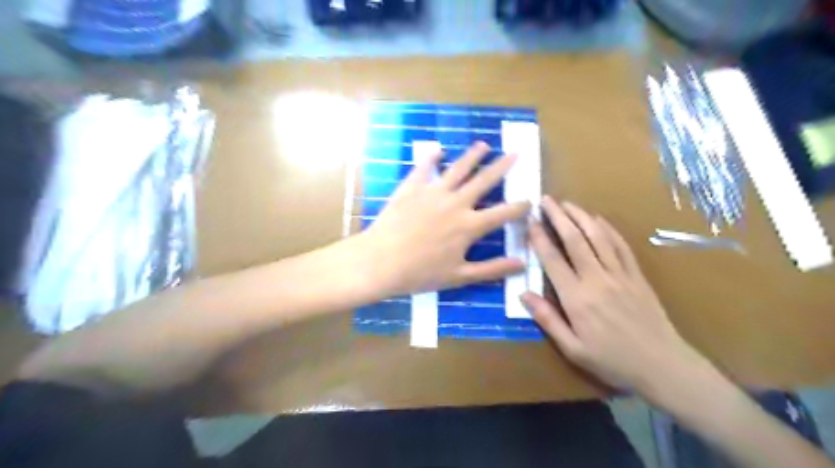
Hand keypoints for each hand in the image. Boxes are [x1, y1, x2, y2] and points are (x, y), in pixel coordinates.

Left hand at [364, 141, 527, 296]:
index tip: (530, 200)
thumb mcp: (460, 276)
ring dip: (472, 156)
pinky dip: (431, 158)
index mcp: (469, 226)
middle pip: (484, 181)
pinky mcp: (412, 188)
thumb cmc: (421, 273)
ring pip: (457, 169)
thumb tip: (522, 264)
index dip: (519, 207)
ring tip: (484, 145)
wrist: (381, 262)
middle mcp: (456, 203)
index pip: (503, 213)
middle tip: (515, 153)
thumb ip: (492, 269)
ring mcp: (433, 192)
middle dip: (502, 167)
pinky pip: (423, 169)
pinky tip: (437, 150)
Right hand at [524, 197, 706, 393]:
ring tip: (567, 203)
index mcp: (577, 298)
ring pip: (597, 236)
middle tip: (546, 200)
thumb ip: (547, 319)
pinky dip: (607, 228)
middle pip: (574, 239)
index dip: (539, 238)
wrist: (663, 366)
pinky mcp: (636, 275)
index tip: (530, 221)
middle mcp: (597, 279)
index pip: (553, 259)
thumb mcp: (572, 349)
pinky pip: (620, 245)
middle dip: (558, 217)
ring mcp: (619, 274)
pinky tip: (597, 219)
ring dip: (580, 216)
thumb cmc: (612, 361)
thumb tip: (524, 294)